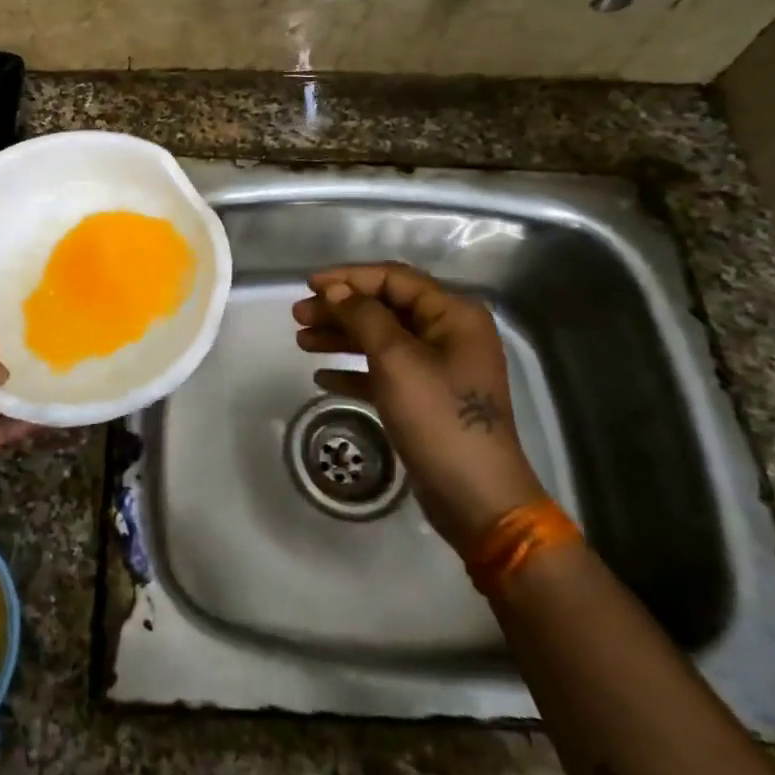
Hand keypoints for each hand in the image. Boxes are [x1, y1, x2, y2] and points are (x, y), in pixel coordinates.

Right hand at [293, 263, 546, 549]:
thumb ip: (364, 317)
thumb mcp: (396, 360)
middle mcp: (448, 334)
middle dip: (340, 309)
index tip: (309, 285)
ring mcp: (438, 368)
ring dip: (341, 337)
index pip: (394, 279)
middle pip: (385, 308)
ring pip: (380, 339)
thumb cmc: (438, 417)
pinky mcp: (425, 398)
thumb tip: (337, 291)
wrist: (476, 496)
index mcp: (453, 315)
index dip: (349, 278)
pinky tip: (323, 378)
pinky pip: (384, 372)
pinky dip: (354, 371)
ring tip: (301, 341)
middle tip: (298, 316)